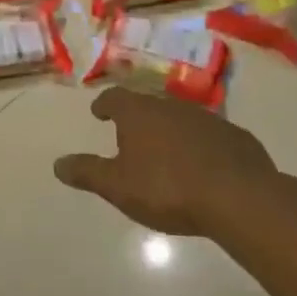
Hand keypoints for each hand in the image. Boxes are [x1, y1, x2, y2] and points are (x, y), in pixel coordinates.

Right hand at [53, 87, 288, 236]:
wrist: (240, 198)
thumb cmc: (167, 189)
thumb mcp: (117, 186)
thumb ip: (87, 172)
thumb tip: (57, 164)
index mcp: (139, 113)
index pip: (115, 97)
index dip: (105, 104)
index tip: (99, 112)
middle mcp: (172, 107)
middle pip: (148, 105)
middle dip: (137, 118)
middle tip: (130, 136)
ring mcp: (208, 119)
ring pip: (180, 118)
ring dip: (170, 131)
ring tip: (165, 153)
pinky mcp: (237, 137)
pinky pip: (210, 136)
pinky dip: (200, 145)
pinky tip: (202, 166)